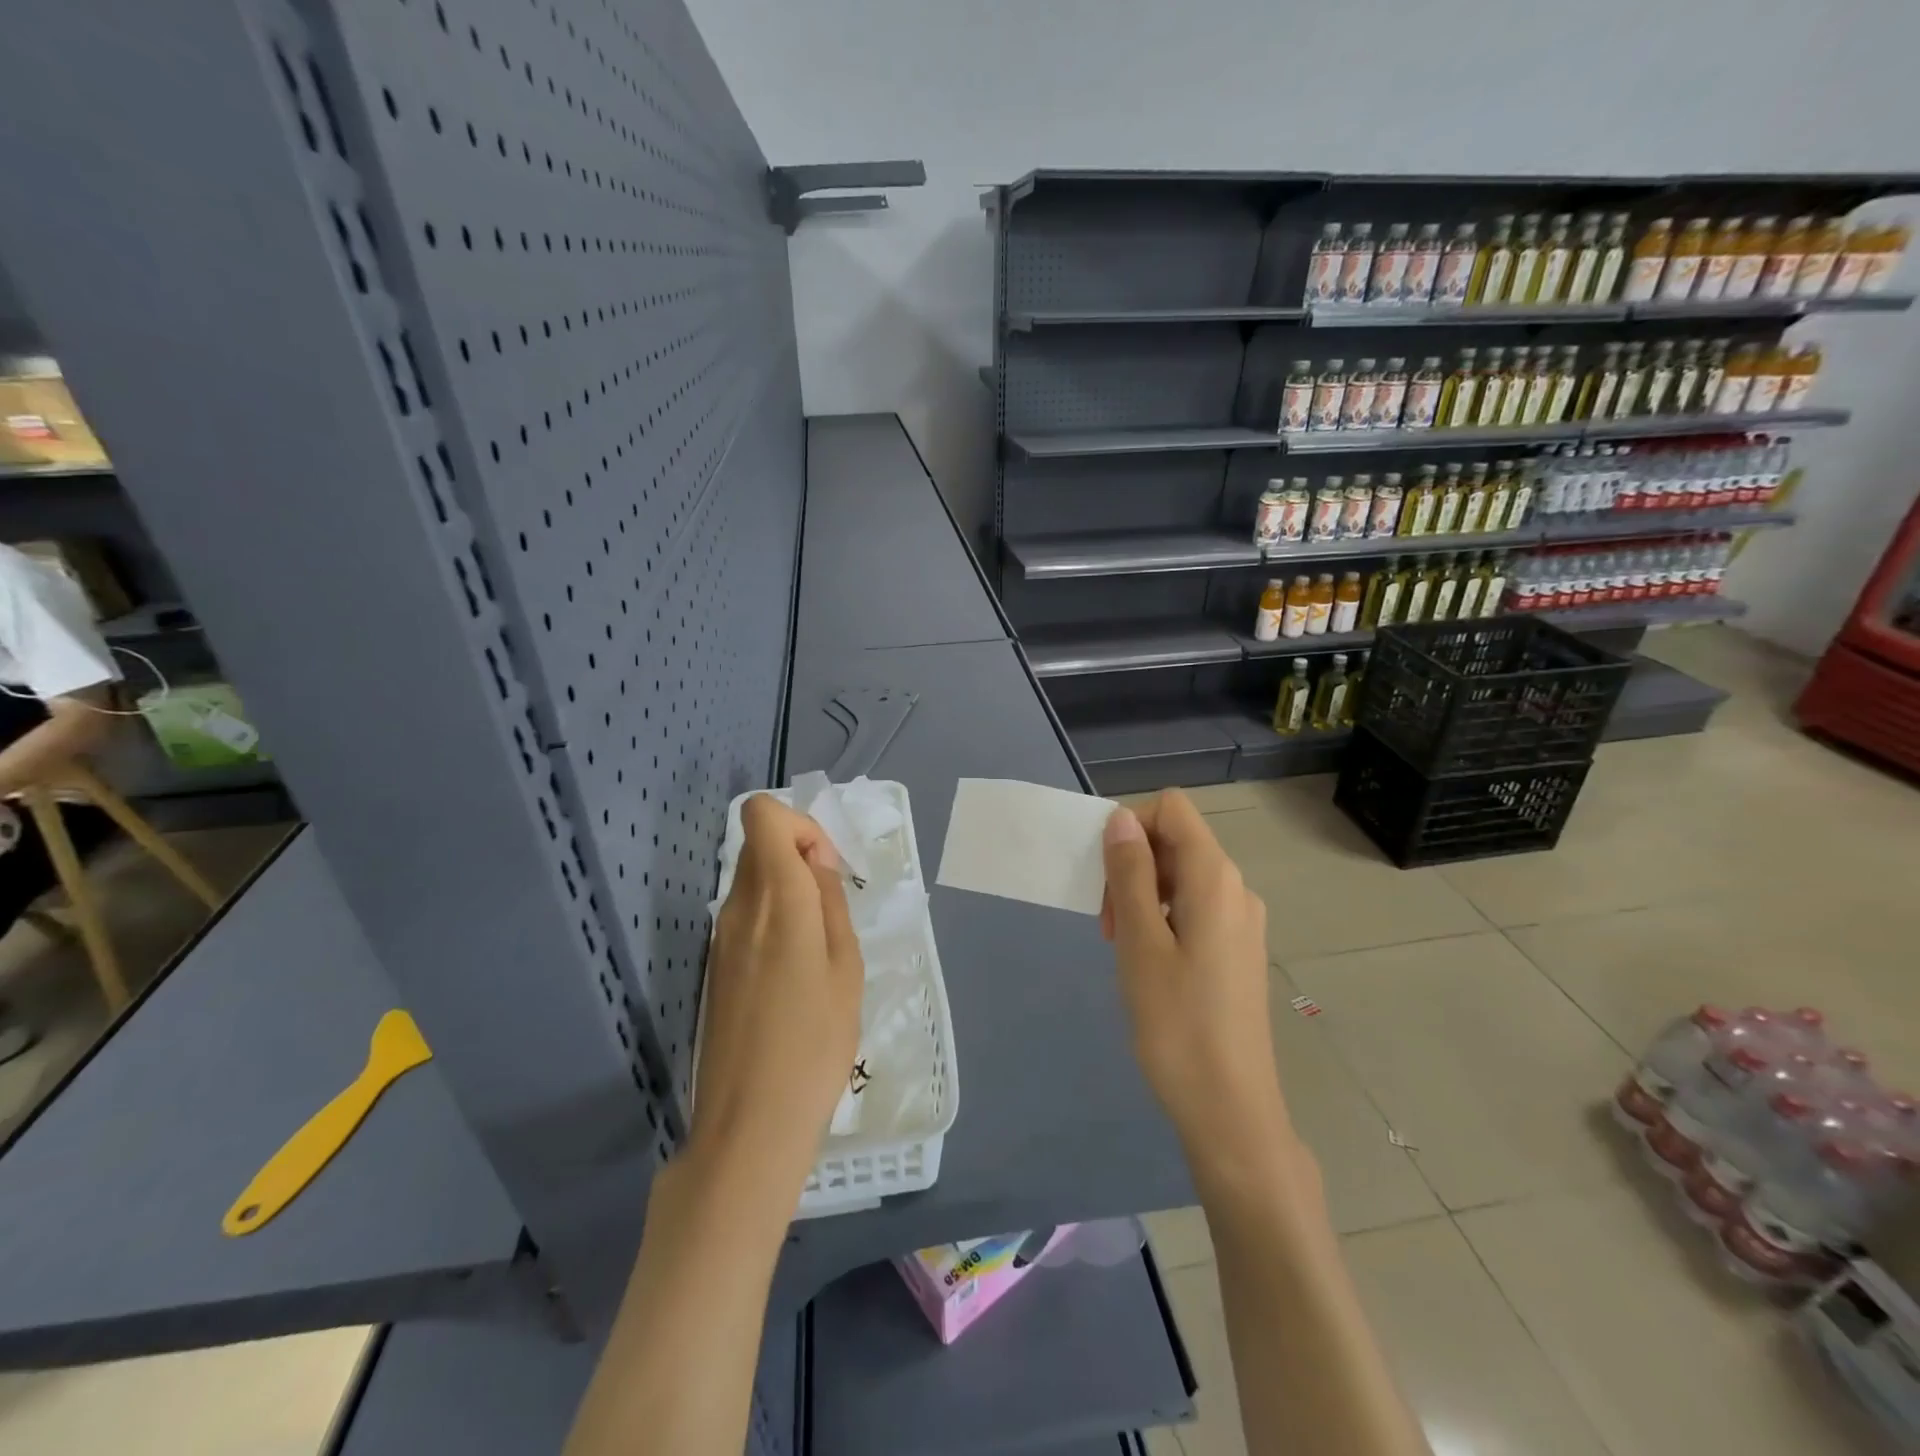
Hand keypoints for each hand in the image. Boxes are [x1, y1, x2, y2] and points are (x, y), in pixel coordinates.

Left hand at [693, 795, 863, 1197]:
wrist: (750, 1123)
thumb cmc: (815, 1042)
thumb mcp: (845, 966)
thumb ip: (830, 901)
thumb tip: (817, 862)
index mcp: (775, 896)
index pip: (762, 814)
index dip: (800, 824)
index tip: (826, 869)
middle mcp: (738, 905)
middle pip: (759, 844)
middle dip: (800, 857)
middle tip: (831, 911)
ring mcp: (721, 936)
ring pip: (752, 879)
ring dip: (788, 891)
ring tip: (819, 948)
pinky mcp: (716, 964)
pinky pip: (746, 914)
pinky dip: (774, 919)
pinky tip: (795, 972)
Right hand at [1101, 791, 1292, 1179]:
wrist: (1231, 1109)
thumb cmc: (1177, 1024)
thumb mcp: (1140, 942)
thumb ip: (1130, 873)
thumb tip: (1122, 818)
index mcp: (1215, 878)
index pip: (1172, 809)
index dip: (1131, 826)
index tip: (1105, 875)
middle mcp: (1236, 888)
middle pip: (1177, 841)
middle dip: (1133, 866)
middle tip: (1109, 923)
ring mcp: (1242, 921)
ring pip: (1182, 877)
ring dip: (1144, 895)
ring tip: (1124, 947)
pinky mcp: (1239, 950)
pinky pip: (1195, 908)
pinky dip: (1163, 918)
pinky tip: (1149, 962)